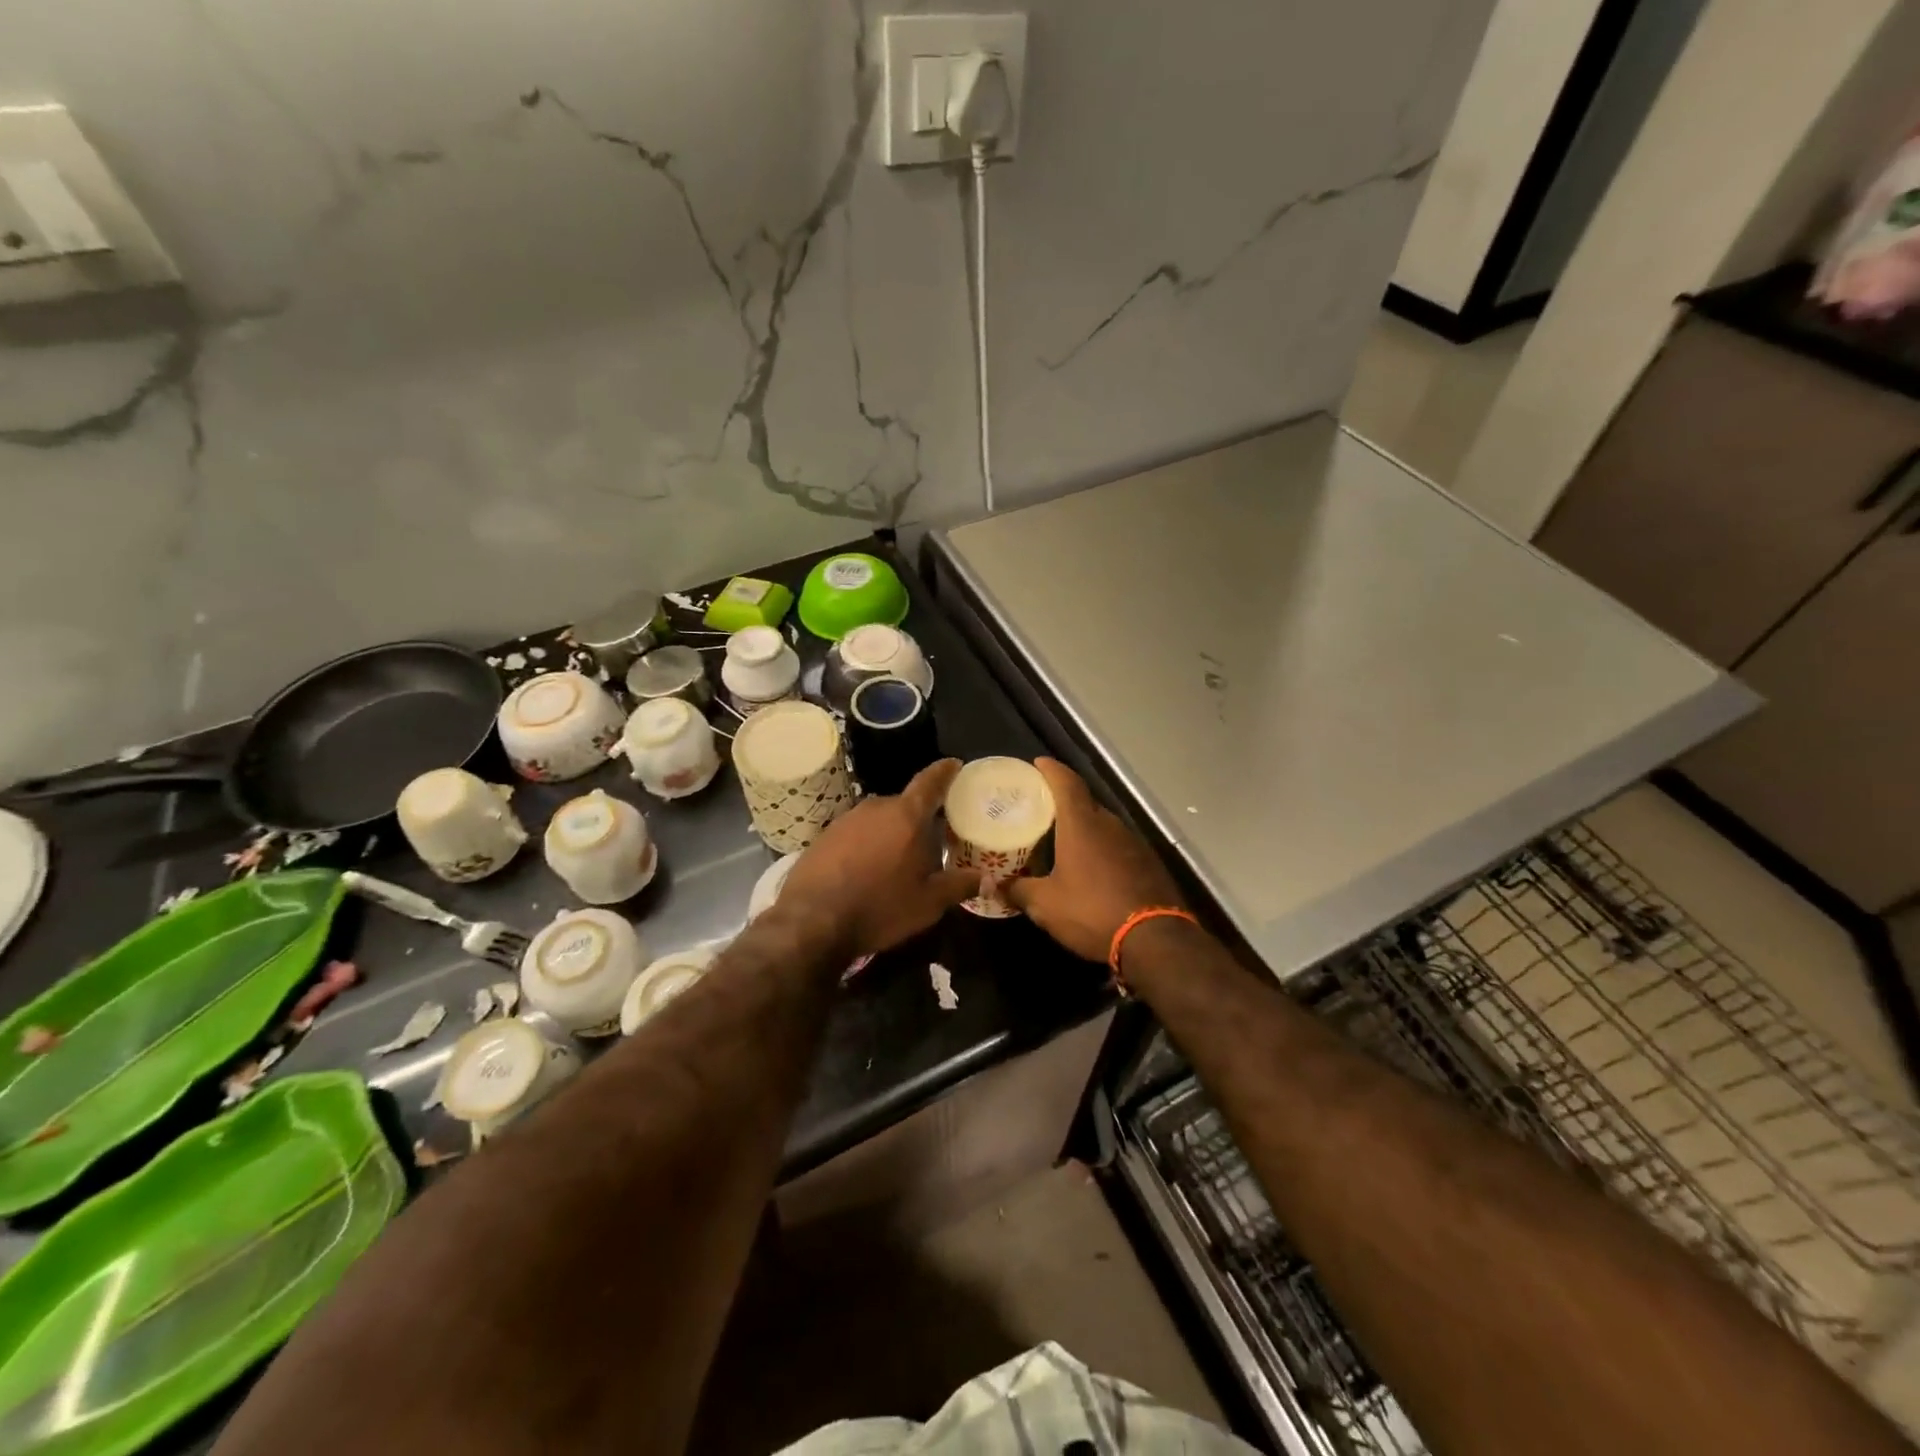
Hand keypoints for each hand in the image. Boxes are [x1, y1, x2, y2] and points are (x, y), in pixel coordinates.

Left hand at [779, 759, 976, 955]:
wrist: (811, 921)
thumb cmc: (879, 907)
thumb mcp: (927, 904)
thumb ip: (959, 886)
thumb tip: (988, 879)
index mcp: (906, 816)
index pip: (930, 782)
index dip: (945, 771)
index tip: (954, 764)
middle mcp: (875, 808)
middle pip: (904, 805)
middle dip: (919, 818)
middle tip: (932, 837)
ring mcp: (845, 819)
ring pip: (878, 819)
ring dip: (891, 832)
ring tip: (899, 859)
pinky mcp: (824, 836)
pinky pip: (856, 832)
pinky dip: (867, 844)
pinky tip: (867, 869)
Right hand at [1003, 759, 1183, 960]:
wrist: (1155, 939)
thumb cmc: (1092, 911)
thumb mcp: (1045, 905)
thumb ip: (1019, 890)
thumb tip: (997, 885)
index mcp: (1082, 824)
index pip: (1066, 782)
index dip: (1051, 769)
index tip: (1038, 763)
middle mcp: (1109, 824)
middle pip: (1085, 802)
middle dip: (1064, 800)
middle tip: (1042, 808)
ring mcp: (1133, 842)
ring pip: (1103, 824)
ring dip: (1084, 827)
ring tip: (1063, 838)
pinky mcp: (1148, 862)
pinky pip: (1118, 845)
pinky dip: (1102, 847)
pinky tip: (1092, 866)